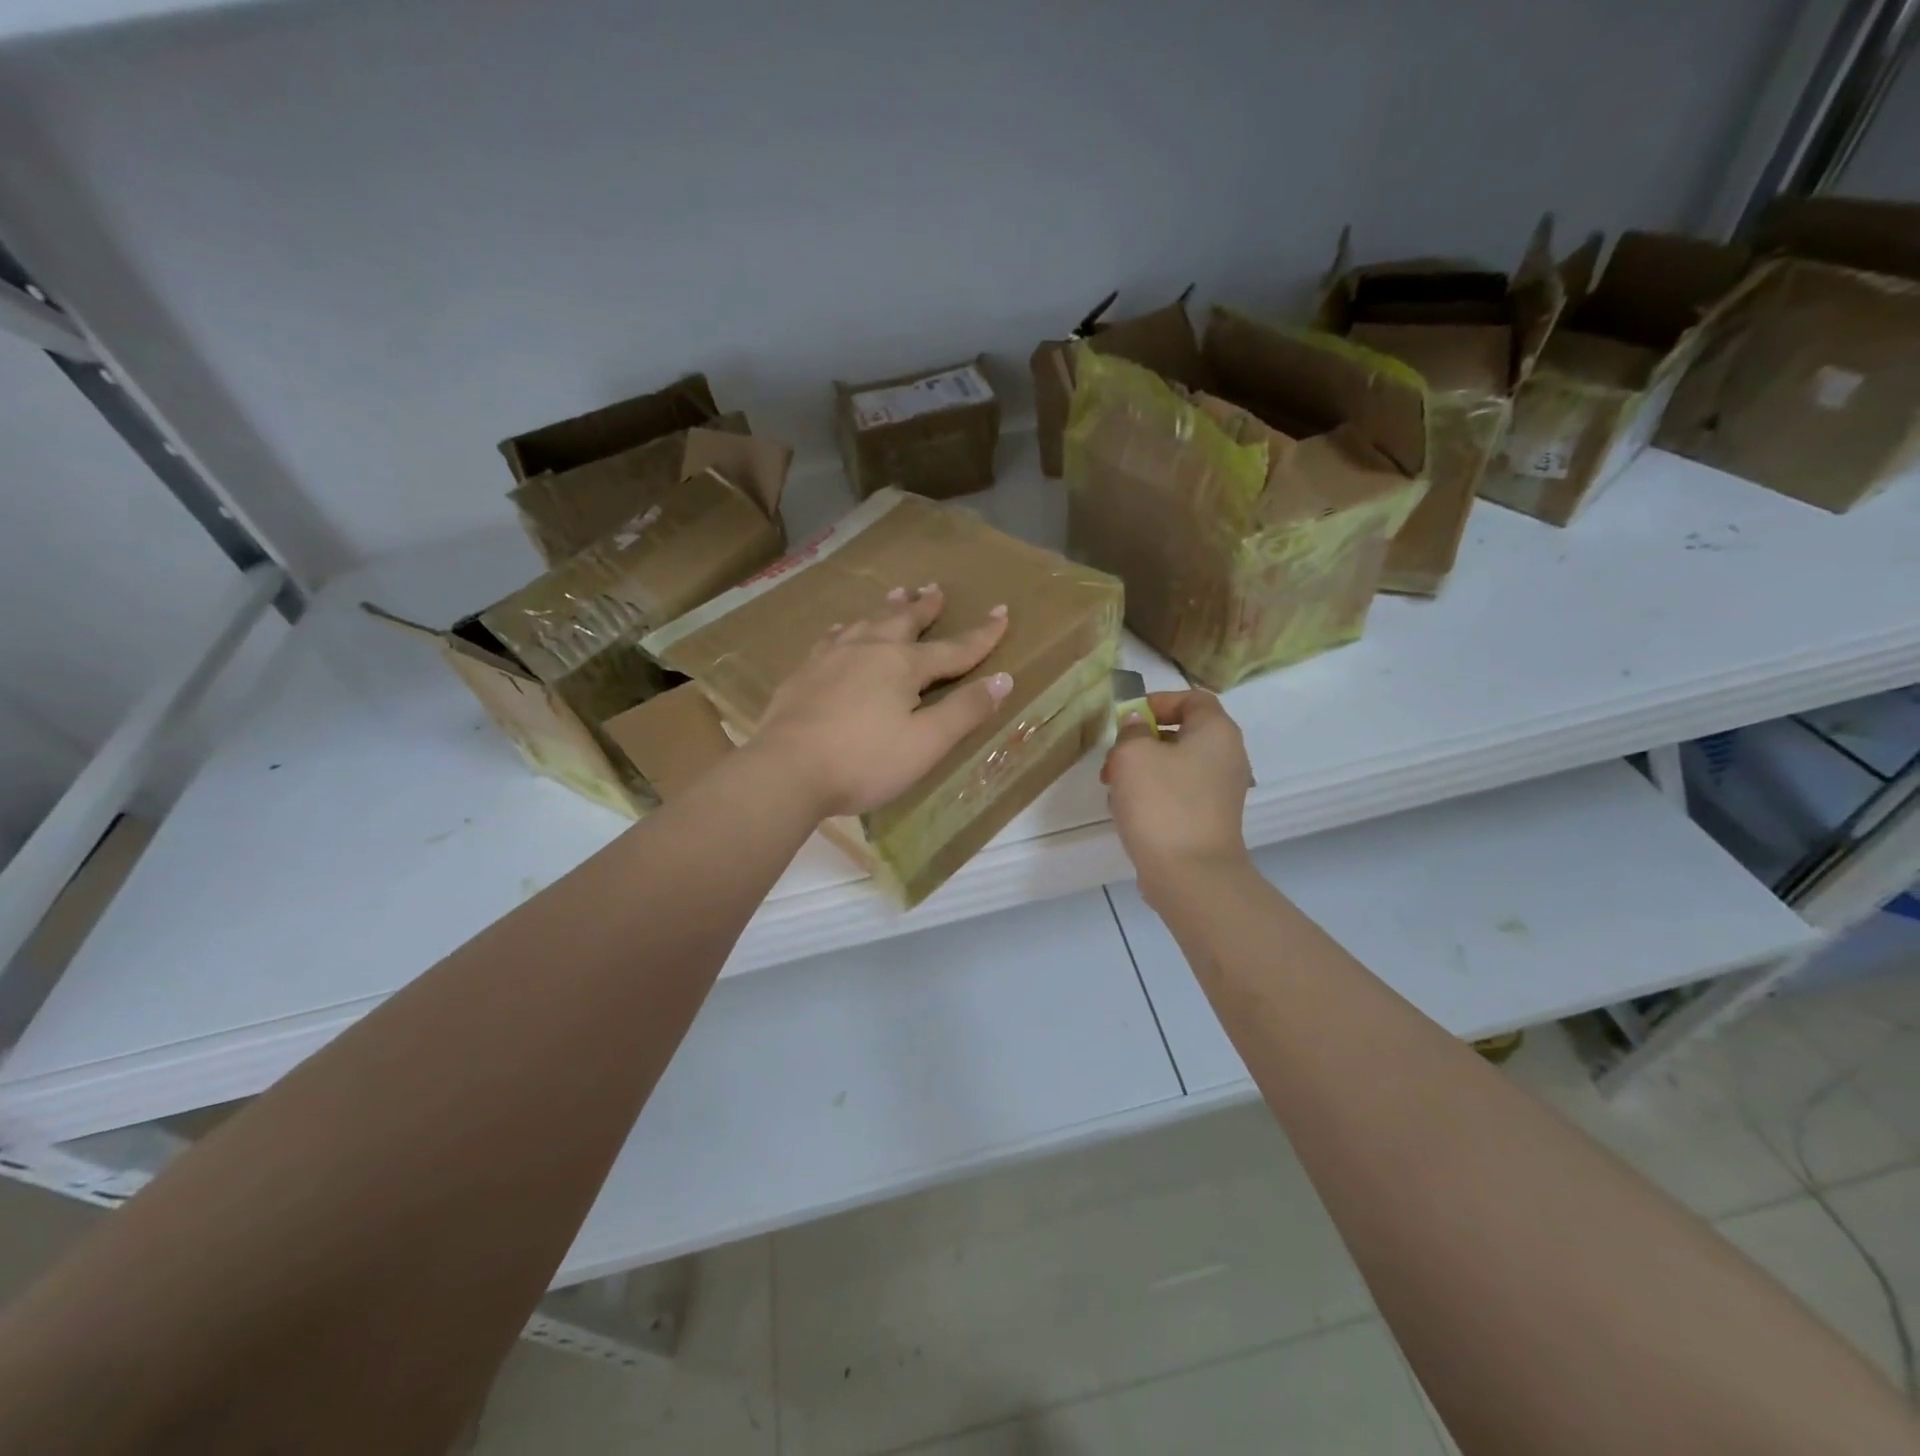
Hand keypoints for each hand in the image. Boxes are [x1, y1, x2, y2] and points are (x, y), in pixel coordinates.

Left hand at [752, 584, 1012, 817]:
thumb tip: (1003, 679)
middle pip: (903, 620)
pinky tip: (842, 630)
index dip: (982, 634)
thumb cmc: (864, 760)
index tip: (1002, 612)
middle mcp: (868, 649)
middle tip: (935, 589)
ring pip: (866, 621)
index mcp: (903, 664)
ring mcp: (831, 656)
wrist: (786, 769)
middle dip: (924, 606)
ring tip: (897, 594)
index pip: (954, 648)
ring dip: (886, 608)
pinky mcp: (803, 672)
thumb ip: (964, 711)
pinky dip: (847, 628)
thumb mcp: (926, 743)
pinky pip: (832, 637)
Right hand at [1103, 690, 1252, 897]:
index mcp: (1216, 732)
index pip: (1192, 698)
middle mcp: (1226, 756)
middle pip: (1181, 733)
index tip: (1126, 719)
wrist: (1190, 874)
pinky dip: (1153, 795)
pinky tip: (1128, 812)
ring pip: (1175, 765)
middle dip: (1141, 741)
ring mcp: (1220, 791)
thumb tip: (1137, 725)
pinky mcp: (1209, 819)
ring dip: (1142, 771)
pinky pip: (1177, 793)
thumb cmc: (1162, 803)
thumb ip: (1132, 730)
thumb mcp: (1133, 754)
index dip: (1157, 701)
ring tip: (1114, 788)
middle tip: (1113, 759)